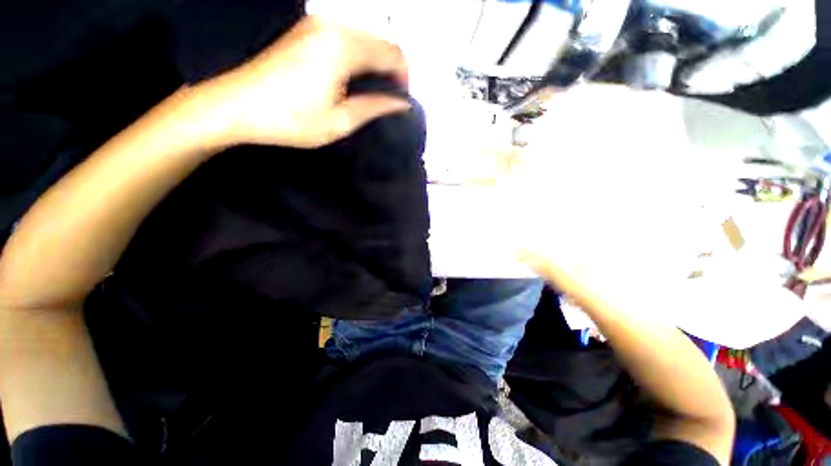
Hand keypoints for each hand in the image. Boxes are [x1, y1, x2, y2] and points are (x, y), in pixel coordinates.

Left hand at [201, 16, 410, 148]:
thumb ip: (375, 107)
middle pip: (380, 41)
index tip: (402, 99)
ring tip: (371, 90)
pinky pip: (346, 36)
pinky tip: (353, 77)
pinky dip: (359, 55)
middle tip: (389, 97)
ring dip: (375, 62)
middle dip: (392, 68)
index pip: (393, 54)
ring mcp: (317, 25)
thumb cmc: (289, 119)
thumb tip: (400, 104)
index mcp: (343, 48)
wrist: (238, 106)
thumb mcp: (340, 122)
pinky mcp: (306, 30)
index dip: (404, 78)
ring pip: (365, 37)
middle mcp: (332, 27)